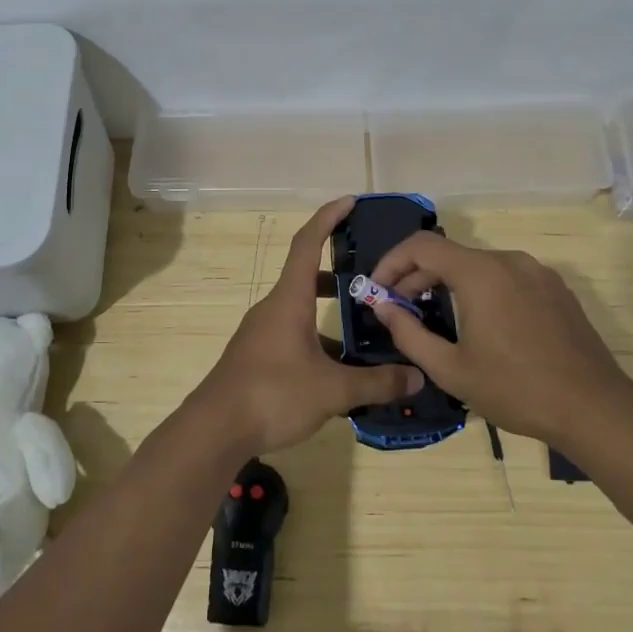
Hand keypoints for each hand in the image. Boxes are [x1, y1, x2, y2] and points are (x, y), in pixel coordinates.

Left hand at [193, 198, 422, 453]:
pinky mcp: (257, 357)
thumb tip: (417, 378)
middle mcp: (273, 309)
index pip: (308, 243)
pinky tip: (339, 370)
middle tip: (372, 280)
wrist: (215, 430)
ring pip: (301, 311)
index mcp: (289, 300)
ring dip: (329, 313)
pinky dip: (317, 341)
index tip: (350, 201)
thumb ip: (377, 382)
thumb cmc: (272, 395)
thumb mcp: (332, 390)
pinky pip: (293, 336)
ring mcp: (262, 333)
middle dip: (338, 274)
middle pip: (306, 276)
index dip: (328, 217)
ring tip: (365, 329)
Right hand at [369, 232, 632, 448]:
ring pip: (478, 265)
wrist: (594, 408)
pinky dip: (480, 289)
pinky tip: (478, 323)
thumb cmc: (515, 389)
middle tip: (398, 310)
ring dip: (448, 283)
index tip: (377, 291)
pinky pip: (506, 277)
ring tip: (434, 317)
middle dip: (416, 276)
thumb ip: (409, 333)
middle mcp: (509, 260)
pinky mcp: (556, 289)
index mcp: (480, 273)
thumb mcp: (451, 369)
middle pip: (450, 254)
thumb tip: (384, 308)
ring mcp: (537, 272)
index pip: (421, 246)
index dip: (391, 263)